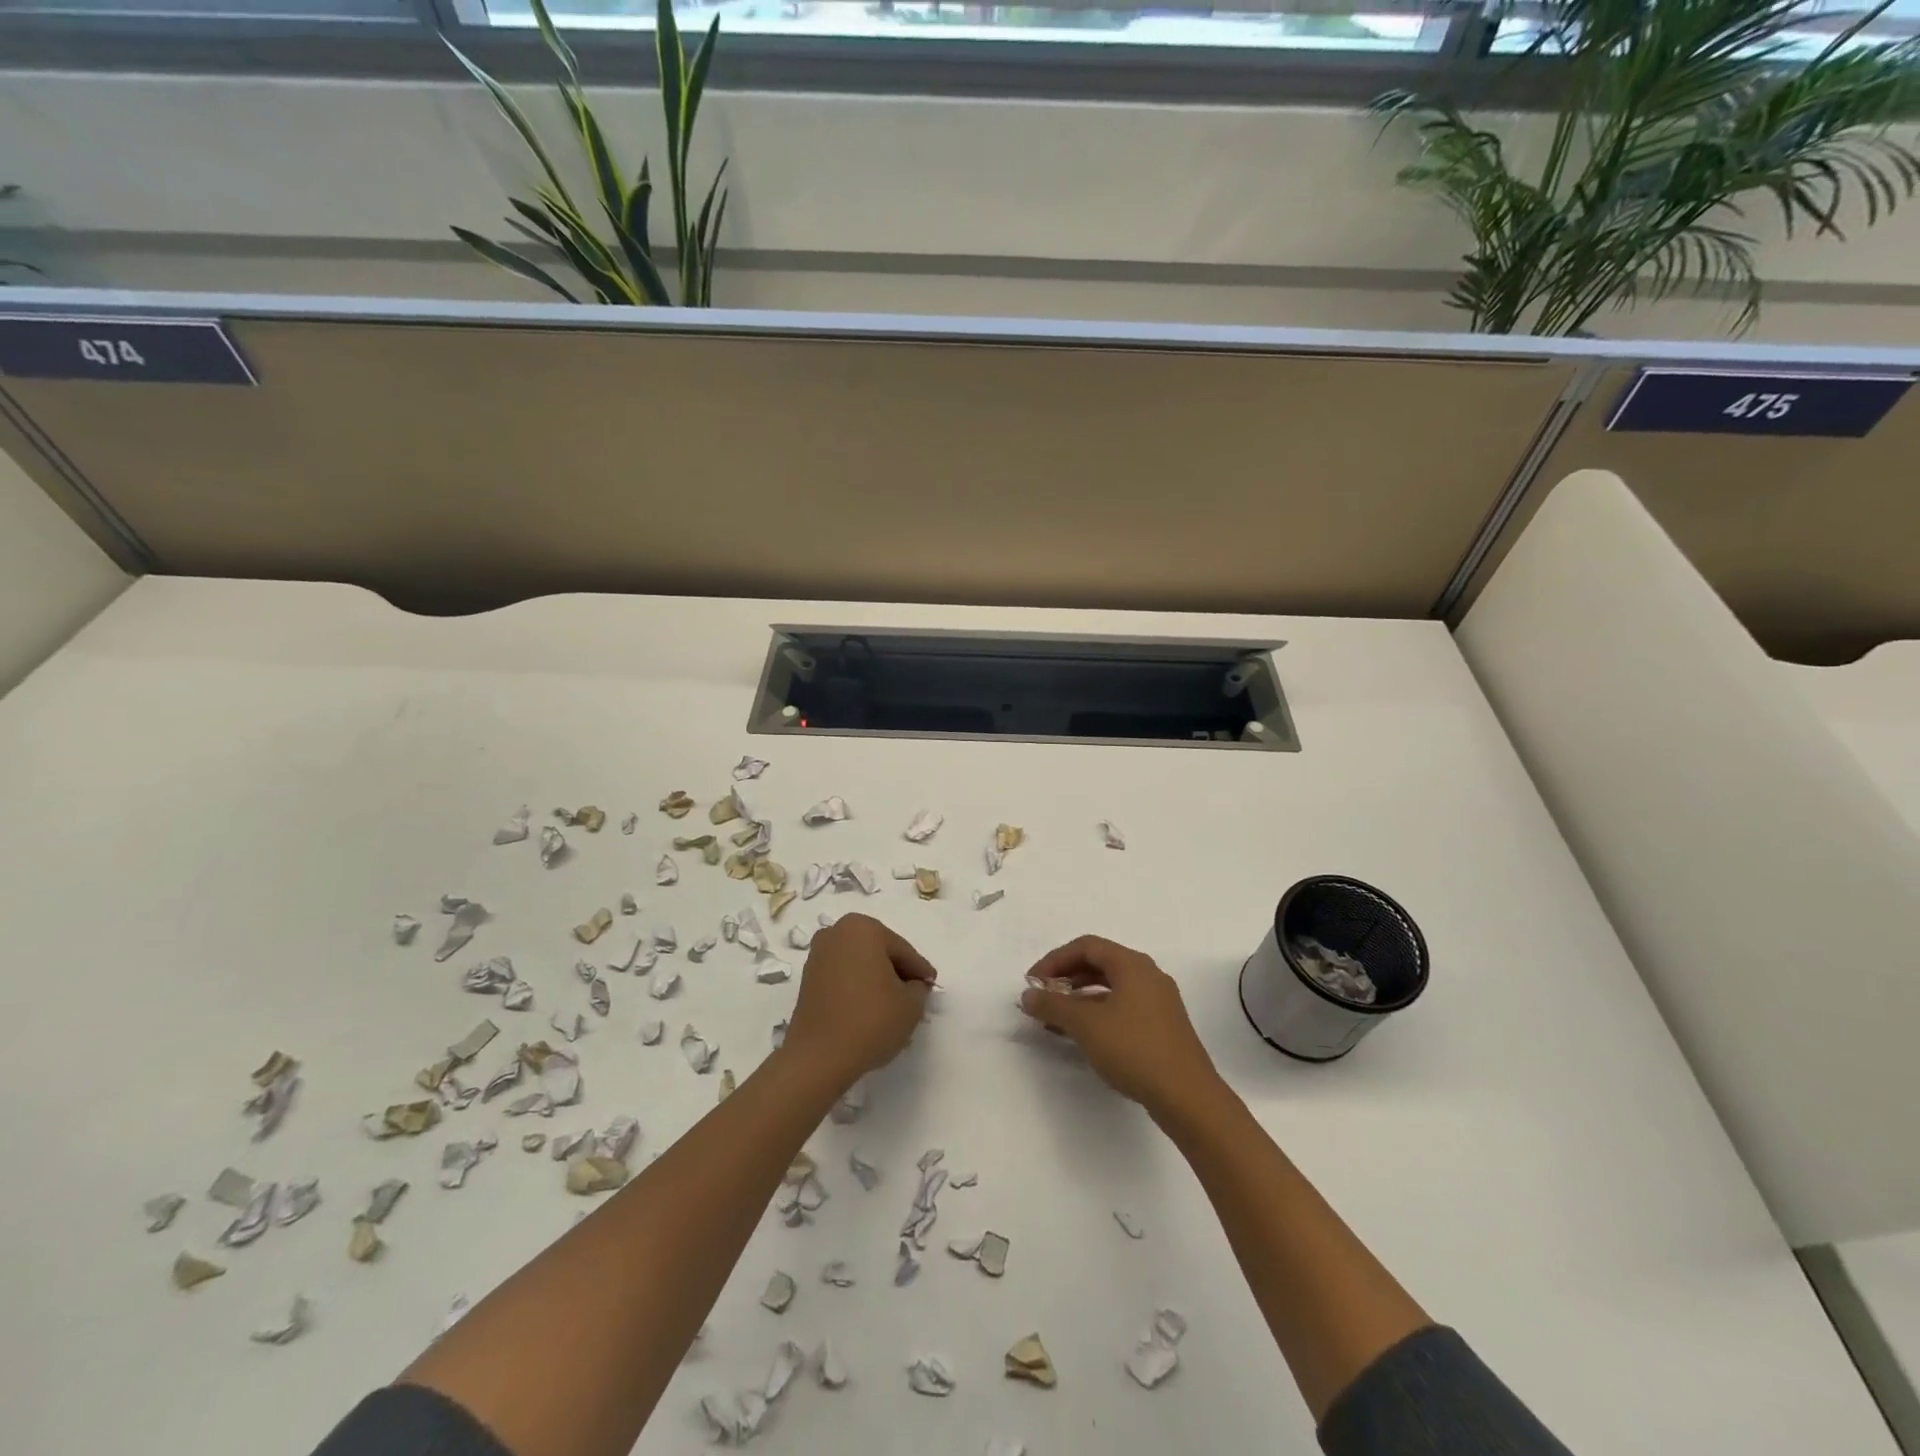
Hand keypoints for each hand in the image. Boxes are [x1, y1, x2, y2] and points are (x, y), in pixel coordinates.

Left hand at [783, 913, 936, 1086]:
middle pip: (879, 954)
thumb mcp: (911, 1004)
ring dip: (877, 983)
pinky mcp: (807, 980)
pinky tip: (870, 1012)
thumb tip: (912, 986)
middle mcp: (836, 933)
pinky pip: (843, 979)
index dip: (920, 972)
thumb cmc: (871, 1020)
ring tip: (893, 1009)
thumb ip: (919, 988)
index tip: (932, 986)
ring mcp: (818, 956)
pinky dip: (858, 990)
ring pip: (860, 966)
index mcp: (863, 928)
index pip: (902, 951)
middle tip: (914, 997)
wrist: (819, 1057)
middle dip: (897, 974)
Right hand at [1019, 935, 1220, 1115]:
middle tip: (1043, 997)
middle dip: (1066, 978)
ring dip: (1080, 998)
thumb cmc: (1134, 1049)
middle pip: (1099, 963)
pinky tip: (1083, 1035)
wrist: (1187, 1096)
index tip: (1033, 982)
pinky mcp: (1162, 1026)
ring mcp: (1158, 1001)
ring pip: (1110, 987)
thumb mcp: (1086, 1025)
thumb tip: (1028, 994)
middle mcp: (1148, 975)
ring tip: (1055, 1019)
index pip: (1086, 946)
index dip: (1055, 960)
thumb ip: (1053, 1005)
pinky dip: (1097, 1013)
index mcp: (1132, 964)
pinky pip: (1122, 1007)